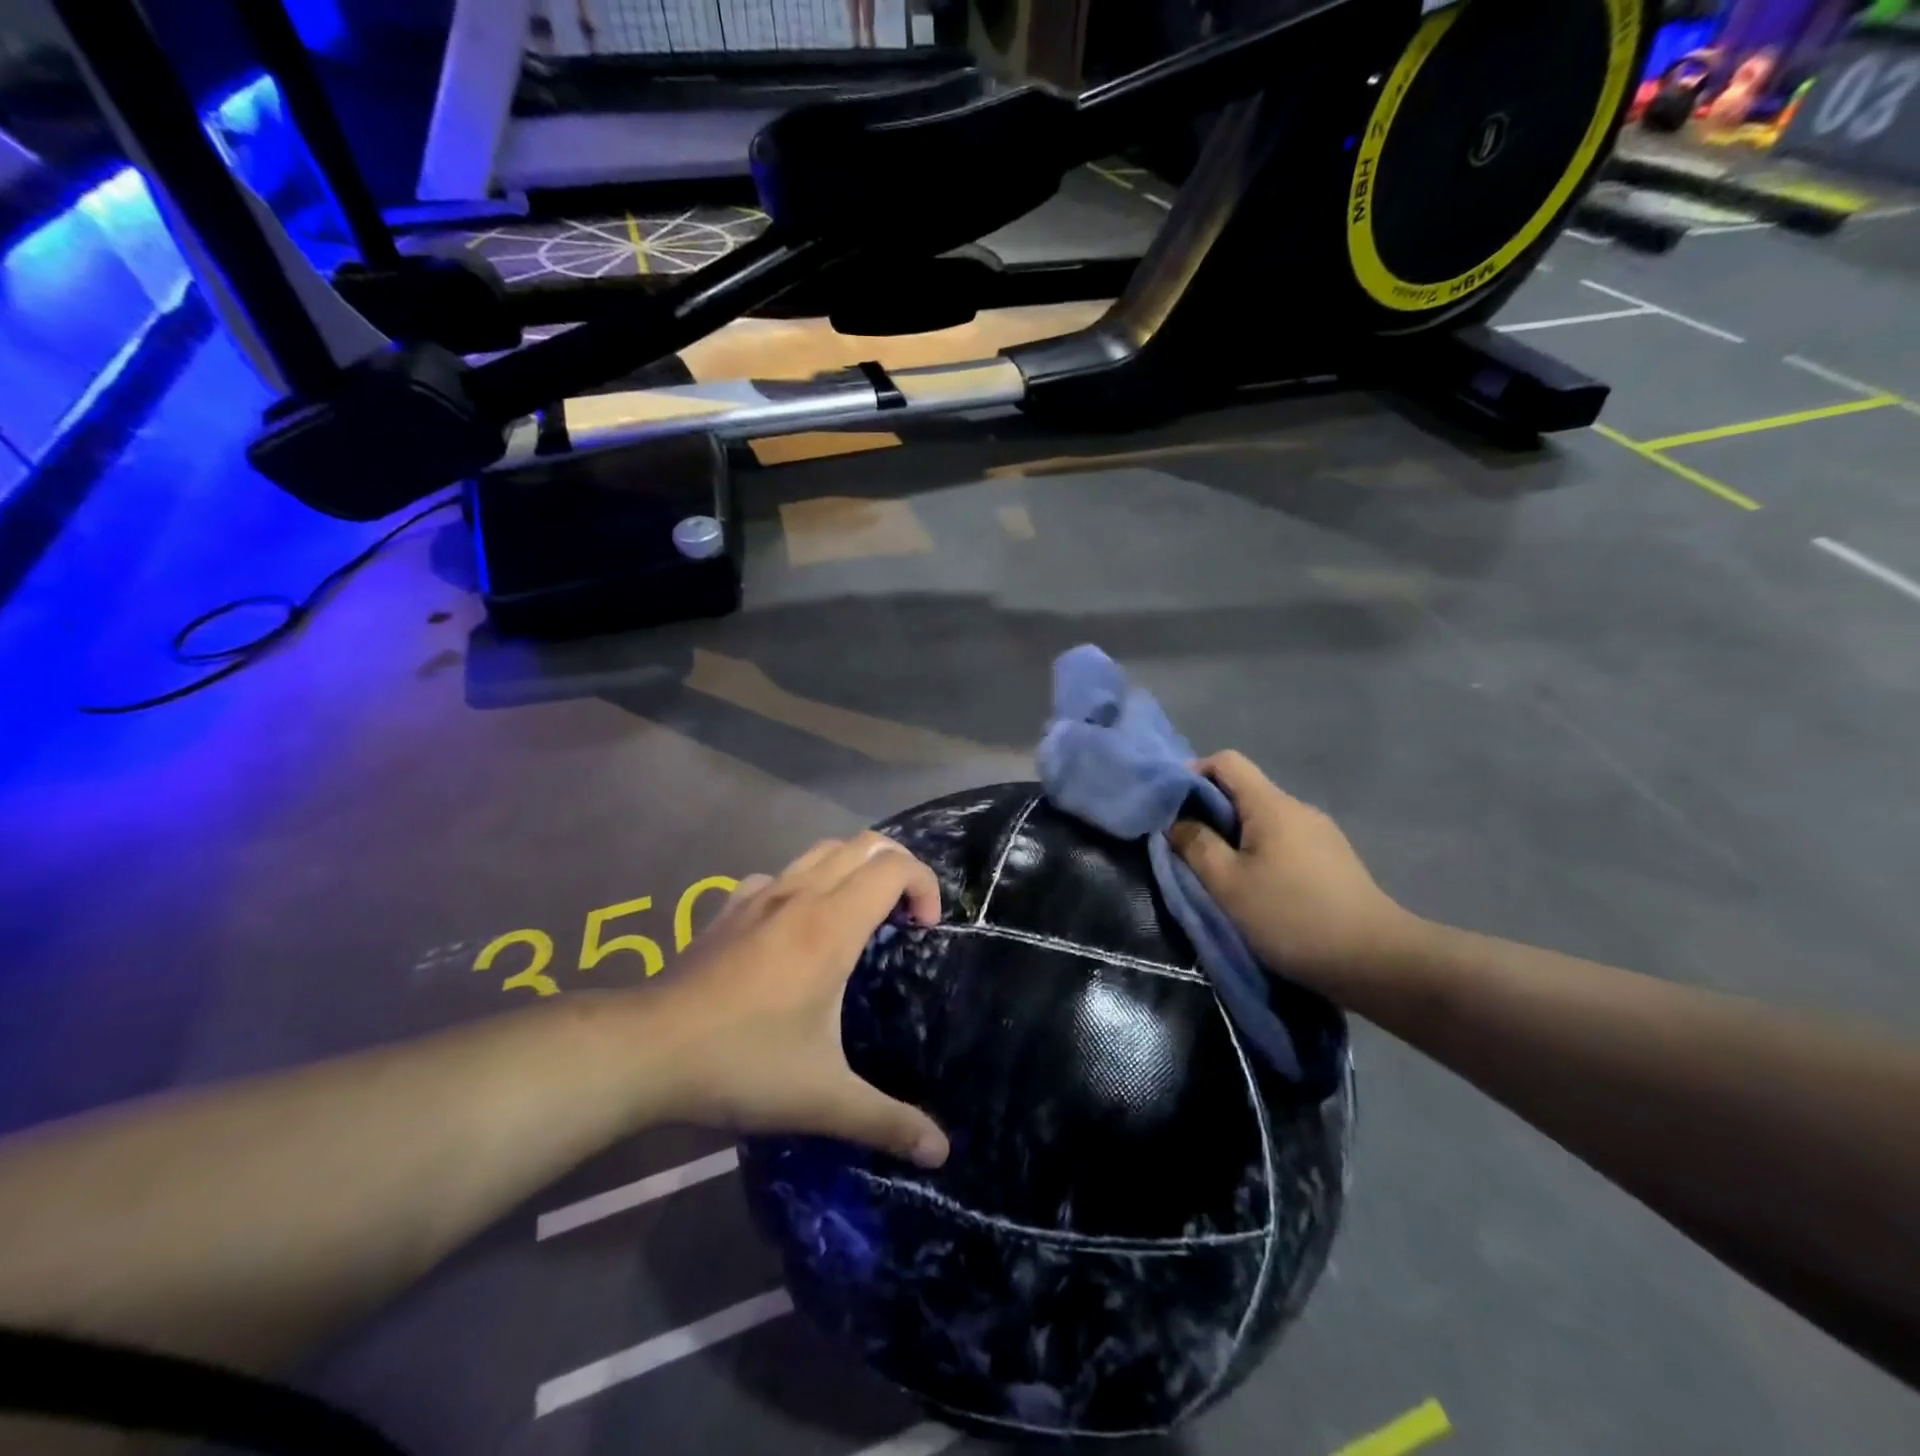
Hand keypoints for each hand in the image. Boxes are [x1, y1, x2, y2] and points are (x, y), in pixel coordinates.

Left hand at [650, 832, 950, 1167]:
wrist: (647, 1051)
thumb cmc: (743, 1063)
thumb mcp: (823, 1099)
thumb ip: (887, 1121)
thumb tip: (940, 1152)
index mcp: (831, 924)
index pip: (894, 868)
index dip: (925, 885)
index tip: (925, 930)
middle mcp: (801, 895)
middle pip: (866, 844)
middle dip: (899, 866)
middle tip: (906, 915)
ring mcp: (760, 894)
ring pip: (823, 850)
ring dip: (855, 867)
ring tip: (861, 914)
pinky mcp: (730, 907)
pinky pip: (781, 874)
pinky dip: (806, 884)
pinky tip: (797, 928)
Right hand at [1169, 751, 1418, 990]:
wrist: (1377, 961)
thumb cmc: (1292, 916)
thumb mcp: (1228, 884)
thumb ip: (1195, 846)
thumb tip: (1176, 821)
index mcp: (1271, 805)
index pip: (1226, 762)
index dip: (1192, 775)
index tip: (1172, 809)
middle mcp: (1298, 808)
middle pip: (1244, 792)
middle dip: (1209, 813)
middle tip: (1188, 850)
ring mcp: (1321, 834)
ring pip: (1264, 820)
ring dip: (1235, 838)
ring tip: (1221, 876)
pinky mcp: (1333, 860)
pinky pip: (1284, 841)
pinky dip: (1260, 854)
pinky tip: (1259, 889)